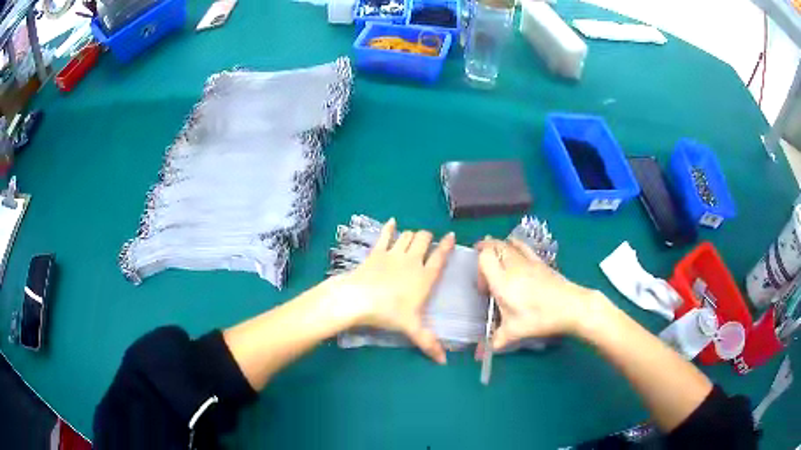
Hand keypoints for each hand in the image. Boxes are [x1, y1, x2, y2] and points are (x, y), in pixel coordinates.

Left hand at [330, 219, 454, 363]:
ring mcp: (393, 253)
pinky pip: (385, 235)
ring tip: (413, 239)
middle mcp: (412, 260)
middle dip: (427, 238)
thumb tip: (443, 362)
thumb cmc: (389, 312)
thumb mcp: (411, 328)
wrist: (359, 298)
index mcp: (424, 277)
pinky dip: (389, 227)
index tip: (450, 236)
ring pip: (407, 235)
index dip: (446, 245)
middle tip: (427, 242)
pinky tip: (392, 222)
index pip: (440, 257)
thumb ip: (429, 343)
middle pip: (424, 239)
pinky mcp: (377, 252)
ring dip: (412, 235)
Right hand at [476, 238, 602, 350]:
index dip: (478, 267)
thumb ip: (497, 339)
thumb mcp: (515, 331)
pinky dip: (514, 245)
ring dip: (498, 247)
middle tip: (481, 266)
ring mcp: (529, 261)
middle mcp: (514, 265)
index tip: (484, 288)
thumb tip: (483, 353)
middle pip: (495, 245)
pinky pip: (523, 246)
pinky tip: (514, 251)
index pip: (484, 257)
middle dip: (485, 251)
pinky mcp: (540, 262)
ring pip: (508, 243)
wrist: (571, 306)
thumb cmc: (540, 318)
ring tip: (495, 256)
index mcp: (503, 280)